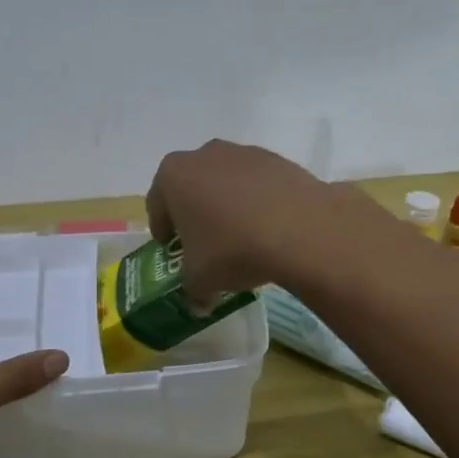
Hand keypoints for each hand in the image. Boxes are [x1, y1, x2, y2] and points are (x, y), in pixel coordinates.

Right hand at [144, 139, 350, 303]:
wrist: (301, 229)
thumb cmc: (233, 249)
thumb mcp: (201, 280)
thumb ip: (192, 290)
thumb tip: (198, 304)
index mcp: (174, 175)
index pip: (157, 204)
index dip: (163, 230)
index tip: (172, 248)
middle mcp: (205, 155)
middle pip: (192, 186)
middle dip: (195, 212)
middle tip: (204, 243)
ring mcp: (244, 153)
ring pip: (226, 182)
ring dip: (228, 205)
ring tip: (241, 237)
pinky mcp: (278, 160)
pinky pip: (258, 184)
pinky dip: (258, 202)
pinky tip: (269, 228)